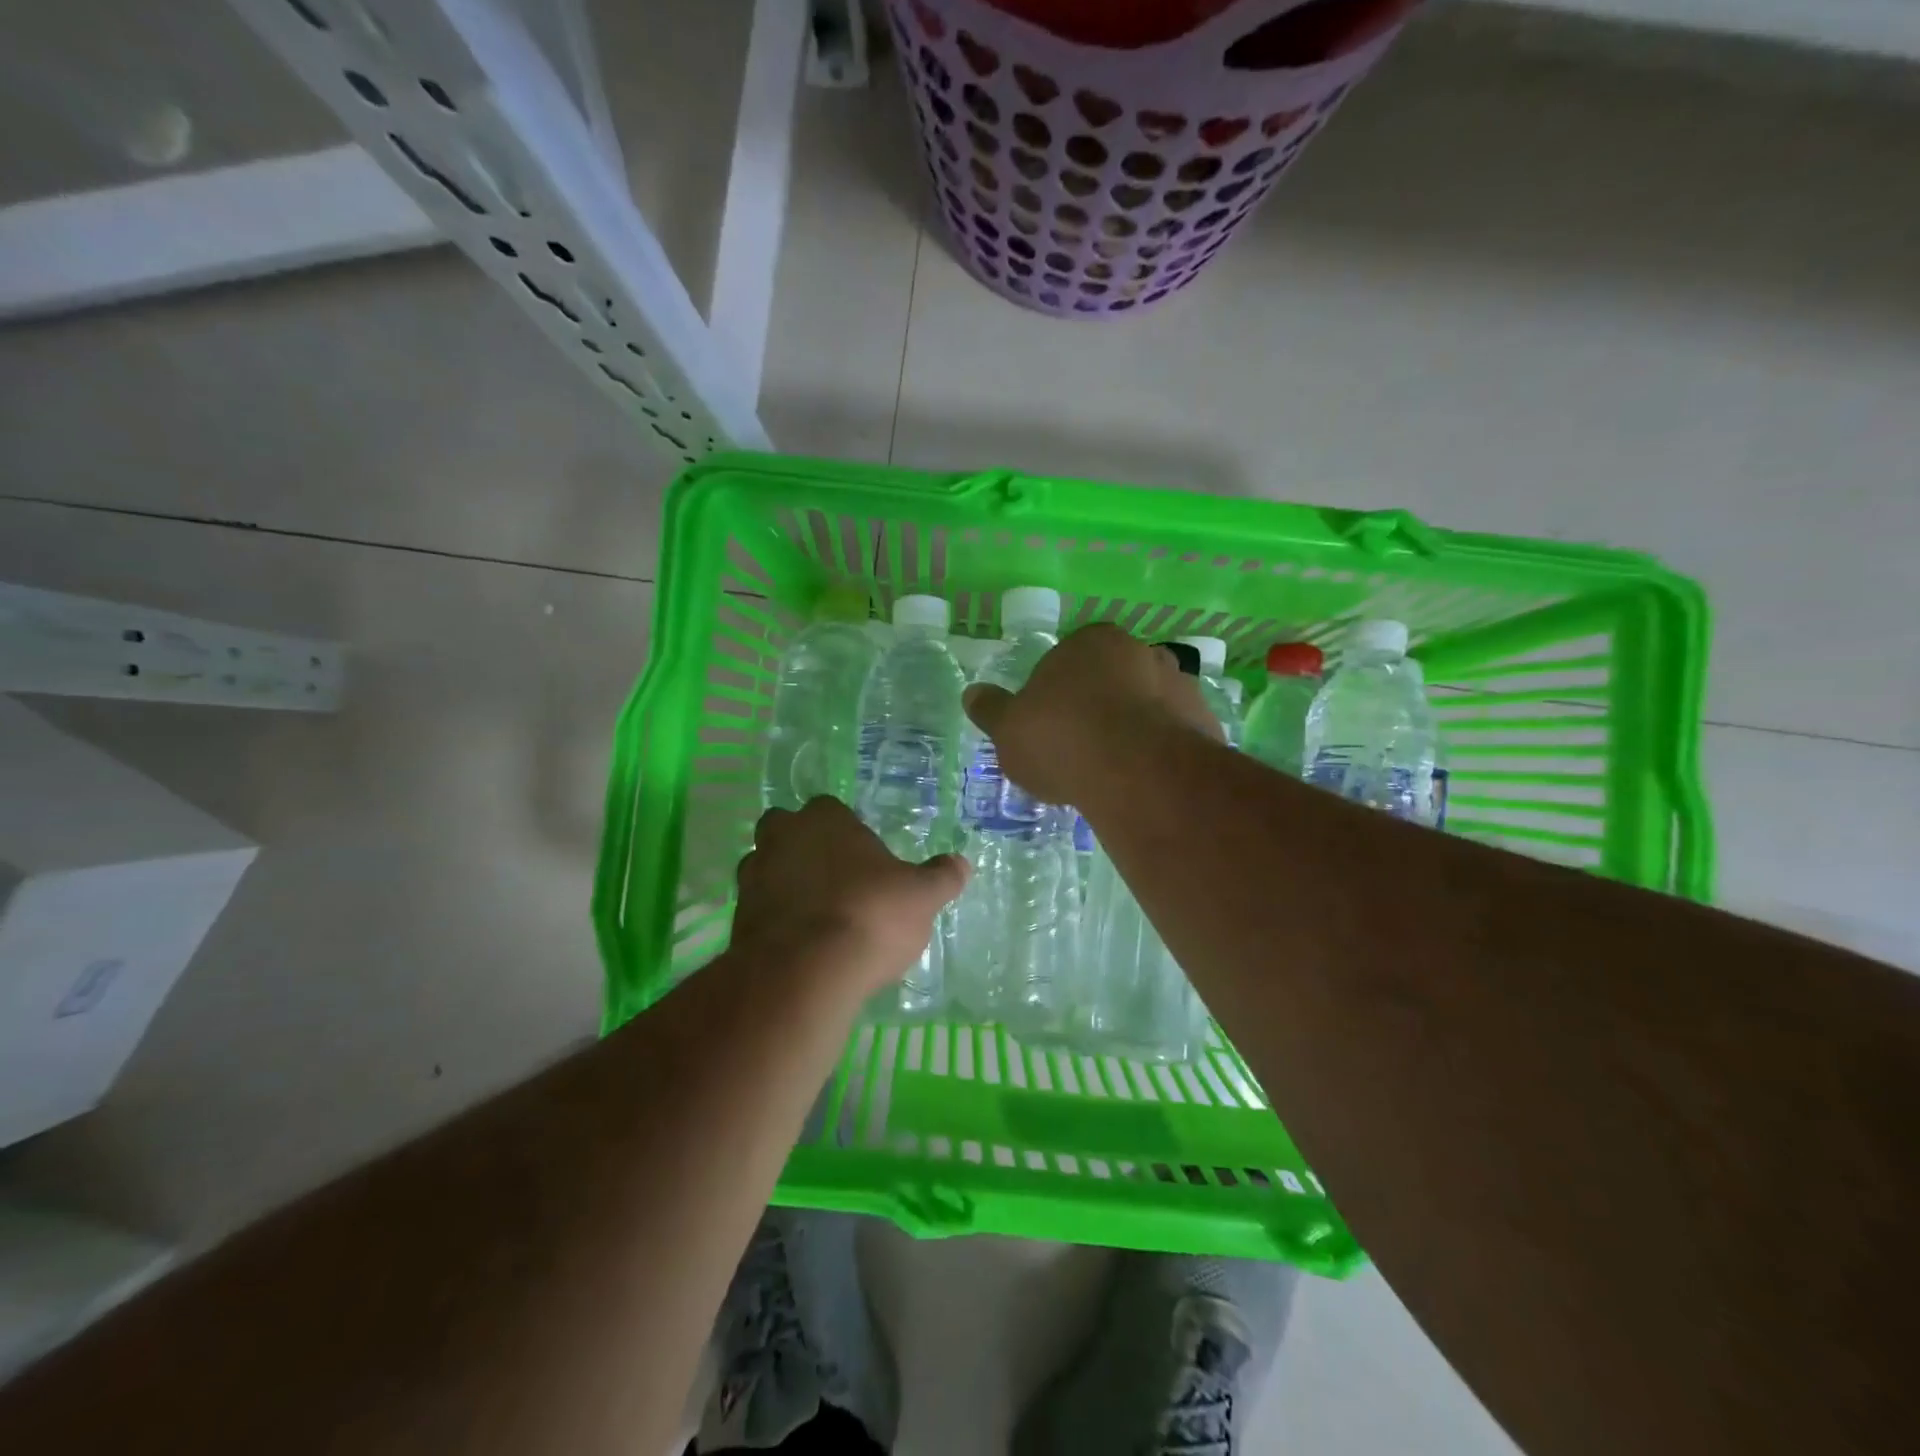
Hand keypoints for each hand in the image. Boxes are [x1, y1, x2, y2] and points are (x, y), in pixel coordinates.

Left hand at [733, 797, 969, 997]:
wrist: (804, 973)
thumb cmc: (870, 916)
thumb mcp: (921, 897)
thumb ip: (941, 877)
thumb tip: (961, 863)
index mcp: (825, 819)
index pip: (831, 808)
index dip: (846, 831)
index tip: (864, 859)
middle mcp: (781, 837)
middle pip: (786, 830)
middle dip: (804, 847)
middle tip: (835, 880)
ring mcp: (753, 878)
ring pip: (767, 868)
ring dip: (785, 884)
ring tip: (816, 916)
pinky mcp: (737, 919)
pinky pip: (759, 909)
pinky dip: (775, 920)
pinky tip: (799, 945)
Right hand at [962, 624, 1218, 806]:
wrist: (1137, 773)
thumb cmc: (1062, 738)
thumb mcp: (1009, 728)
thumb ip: (991, 709)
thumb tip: (971, 694)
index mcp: (1092, 641)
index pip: (1069, 659)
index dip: (1056, 693)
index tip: (1048, 727)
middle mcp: (1142, 652)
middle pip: (1112, 680)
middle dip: (1098, 708)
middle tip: (1078, 750)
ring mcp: (1180, 686)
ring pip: (1147, 707)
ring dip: (1133, 730)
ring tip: (1112, 773)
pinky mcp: (1206, 724)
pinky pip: (1174, 737)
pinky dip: (1159, 754)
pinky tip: (1142, 782)